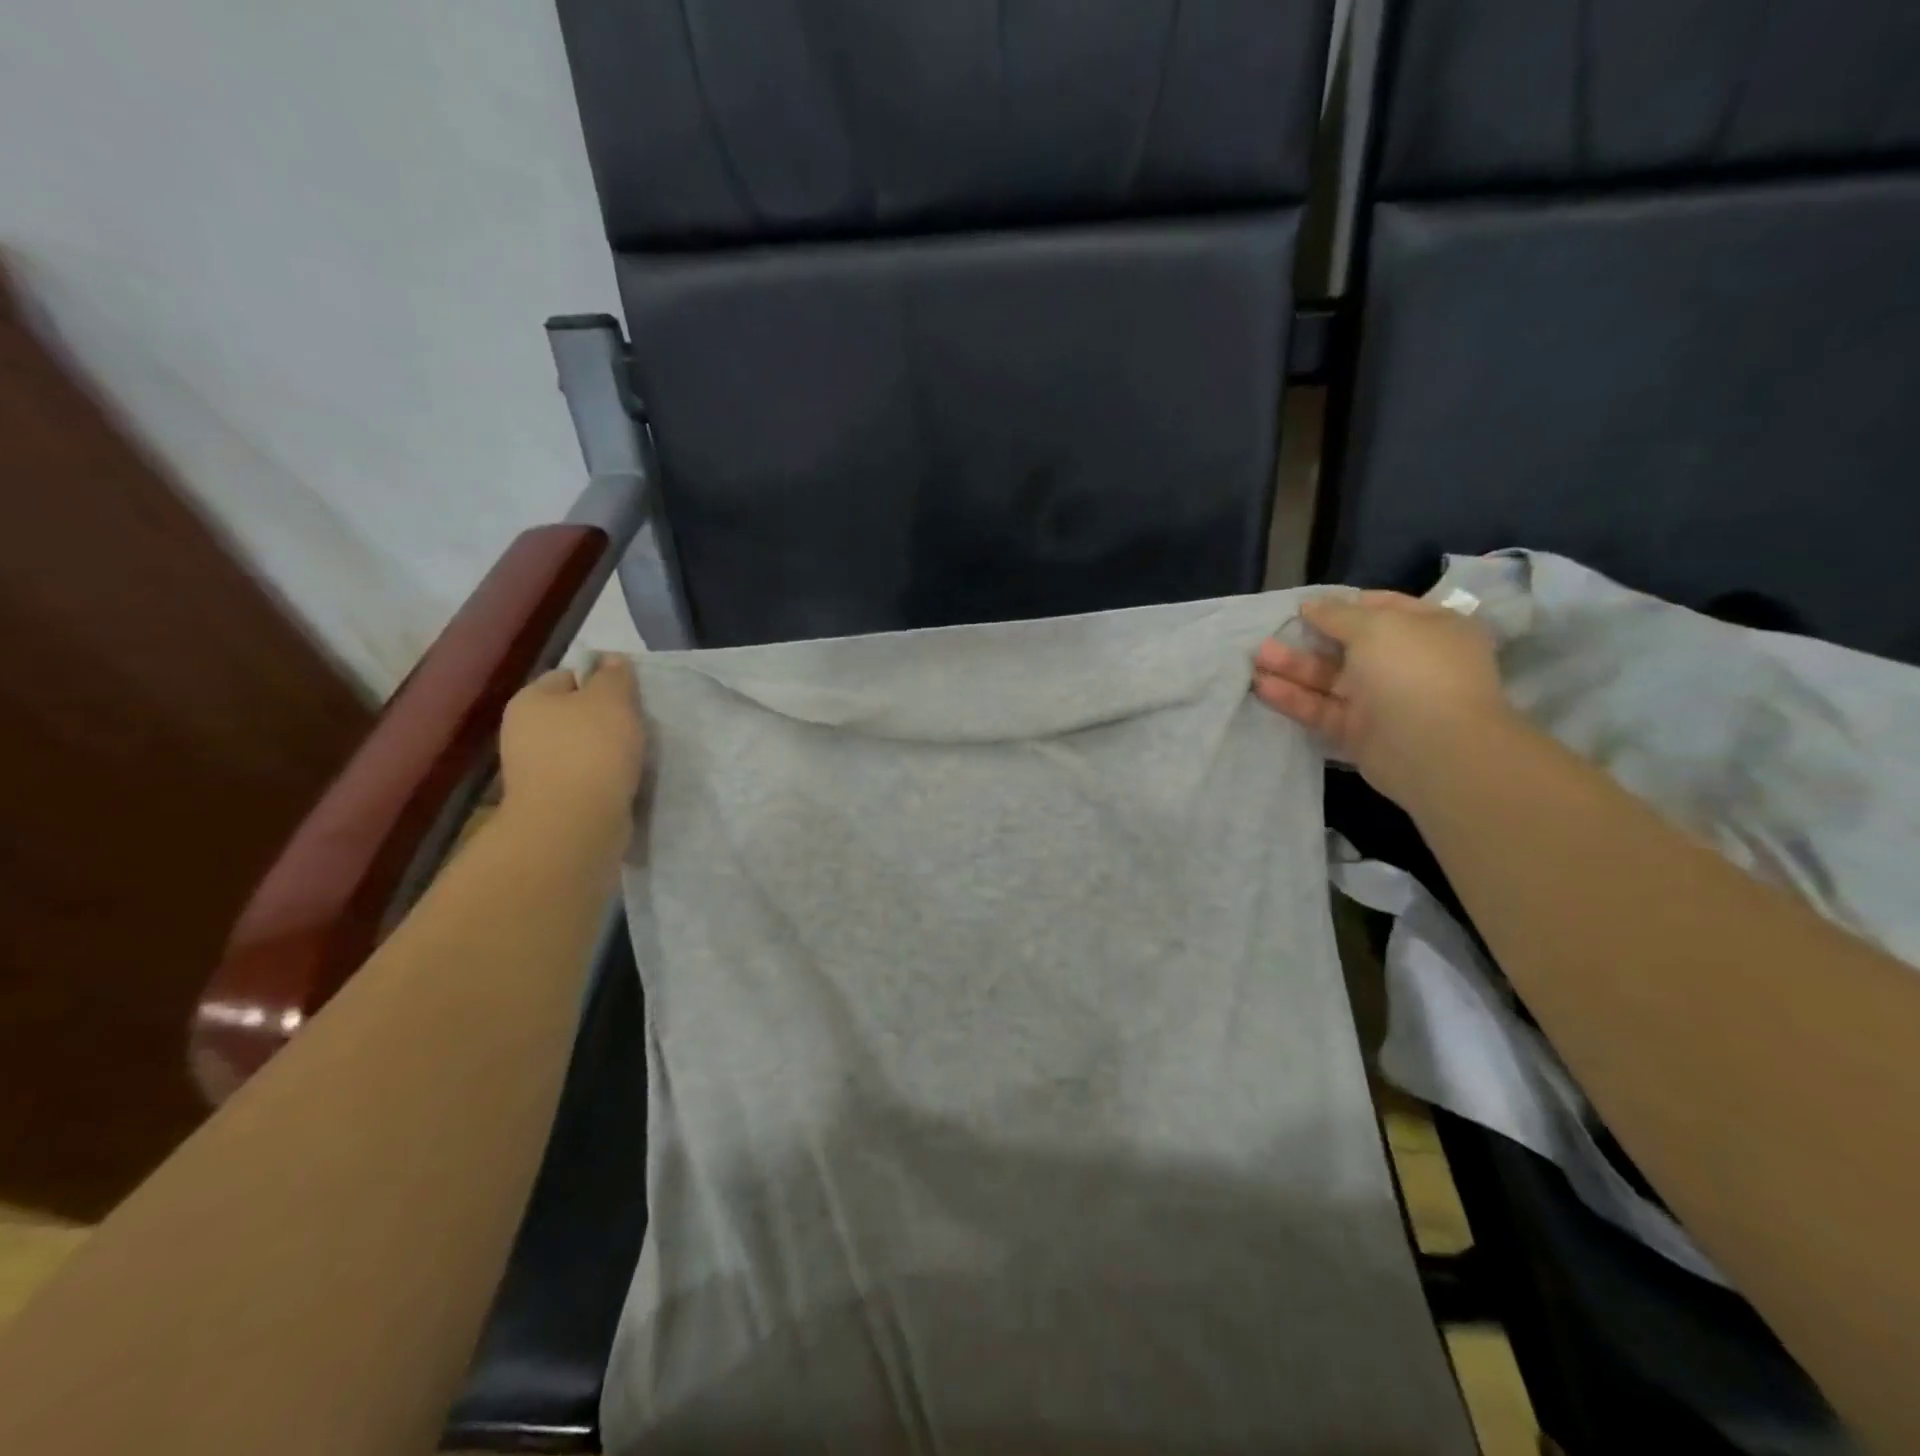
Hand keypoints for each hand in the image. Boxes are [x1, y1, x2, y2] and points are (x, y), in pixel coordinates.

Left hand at [498, 655, 646, 833]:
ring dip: (605, 751)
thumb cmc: (592, 750)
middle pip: (572, 714)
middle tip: (636, 726)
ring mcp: (533, 770)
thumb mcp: (612, 699)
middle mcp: (522, 732)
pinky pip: (582, 777)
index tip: (630, 697)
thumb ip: (614, 675)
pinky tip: (623, 782)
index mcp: (530, 700)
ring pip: (579, 747)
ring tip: (634, 757)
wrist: (574, 823)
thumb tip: (611, 660)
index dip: (601, 681)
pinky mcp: (550, 800)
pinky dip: (602, 778)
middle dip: (604, 719)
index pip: (568, 676)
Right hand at [1251, 591, 1515, 808]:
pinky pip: (1322, 709)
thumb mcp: (1376, 626)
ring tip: (1255, 658)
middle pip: (1348, 645)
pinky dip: (1294, 698)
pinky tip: (1262, 686)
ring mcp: (1381, 699)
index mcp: (1427, 629)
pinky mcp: (1358, 731)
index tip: (1303, 606)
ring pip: (1329, 678)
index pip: (1380, 607)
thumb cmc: (1412, 670)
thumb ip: (1338, 614)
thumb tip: (1312, 605)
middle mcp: (1406, 661)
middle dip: (1308, 638)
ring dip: (1293, 667)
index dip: (1342, 604)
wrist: (1433, 748)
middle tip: (1268, 633)